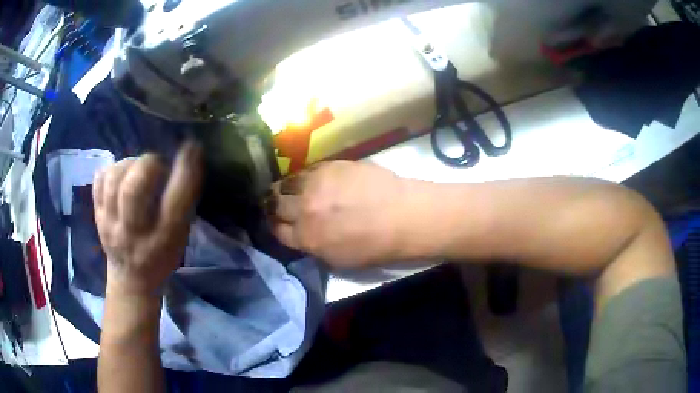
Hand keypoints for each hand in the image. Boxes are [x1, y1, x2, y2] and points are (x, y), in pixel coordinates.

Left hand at [93, 143, 202, 296]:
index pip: (174, 203)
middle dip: (149, 164)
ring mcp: (108, 224)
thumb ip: (182, 204)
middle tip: (157, 164)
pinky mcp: (96, 215)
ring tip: (138, 168)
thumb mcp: (180, 238)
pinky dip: (112, 169)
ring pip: (113, 179)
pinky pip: (99, 179)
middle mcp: (132, 234)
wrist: (130, 278)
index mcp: (161, 241)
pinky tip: (121, 175)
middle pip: (133, 189)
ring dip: (130, 163)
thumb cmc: (161, 256)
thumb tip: (185, 160)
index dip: (184, 170)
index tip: (191, 147)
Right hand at [269, 161, 409, 267]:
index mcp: (306, 238)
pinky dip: (304, 177)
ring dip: (285, 188)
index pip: (276, 230)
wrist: (402, 216)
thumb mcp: (337, 260)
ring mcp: (316, 185)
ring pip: (286, 183)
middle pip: (275, 204)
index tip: (276, 222)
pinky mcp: (329, 166)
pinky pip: (306, 170)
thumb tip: (301, 235)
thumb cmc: (375, 246)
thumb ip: (312, 246)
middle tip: (277, 203)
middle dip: (274, 205)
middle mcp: (304, 209)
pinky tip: (310, 179)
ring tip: (289, 188)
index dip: (274, 226)